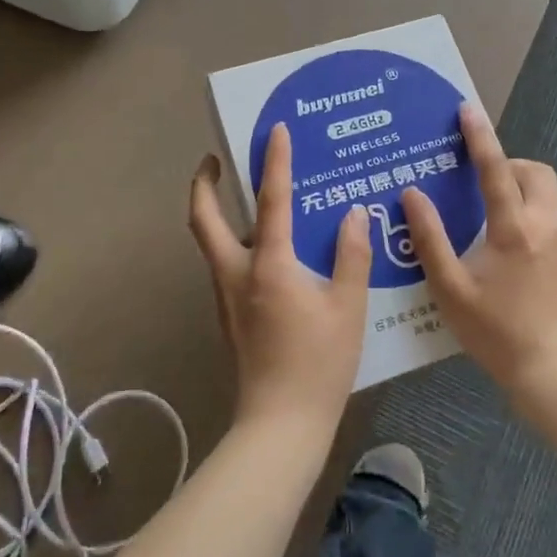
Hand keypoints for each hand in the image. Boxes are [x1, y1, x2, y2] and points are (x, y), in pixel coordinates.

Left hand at [189, 124, 373, 435]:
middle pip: (204, 219)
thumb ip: (351, 257)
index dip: (274, 162)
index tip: (276, 131)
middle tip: (216, 161)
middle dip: (204, 184)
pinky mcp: (229, 315)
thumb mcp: (347, 309)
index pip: (271, 201)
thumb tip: (353, 216)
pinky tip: (267, 249)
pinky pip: (225, 264)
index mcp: (269, 266)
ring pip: (210, 242)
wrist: (279, 425)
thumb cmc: (318, 365)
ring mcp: (227, 296)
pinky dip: (234, 241)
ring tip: (244, 196)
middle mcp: (237, 273)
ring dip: (216, 212)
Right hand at [401, 104, 556, 407]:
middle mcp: (552, 229)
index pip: (494, 169)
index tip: (468, 109)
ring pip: (552, 215)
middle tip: (491, 190)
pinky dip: (547, 252)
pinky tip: (536, 290)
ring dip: (529, 218)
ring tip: (508, 260)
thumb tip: (413, 193)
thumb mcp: (451, 290)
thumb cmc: (498, 334)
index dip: (479, 137)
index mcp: (514, 229)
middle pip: (538, 176)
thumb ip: (430, 238)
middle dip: (515, 169)